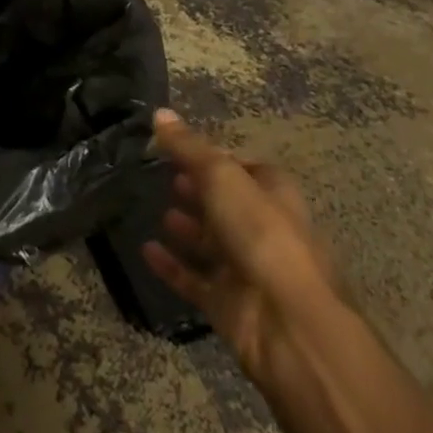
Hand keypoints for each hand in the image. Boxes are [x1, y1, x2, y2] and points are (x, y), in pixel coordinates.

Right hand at [140, 109, 337, 380]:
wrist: (286, 320)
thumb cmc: (260, 234)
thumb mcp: (221, 176)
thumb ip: (188, 147)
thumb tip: (159, 112)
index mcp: (273, 194)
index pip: (243, 167)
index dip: (214, 157)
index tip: (179, 149)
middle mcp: (262, 229)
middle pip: (226, 205)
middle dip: (199, 191)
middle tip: (166, 178)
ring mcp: (245, 268)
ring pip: (210, 242)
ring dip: (187, 228)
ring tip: (159, 212)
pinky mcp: (226, 301)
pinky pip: (192, 278)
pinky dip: (171, 265)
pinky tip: (146, 249)